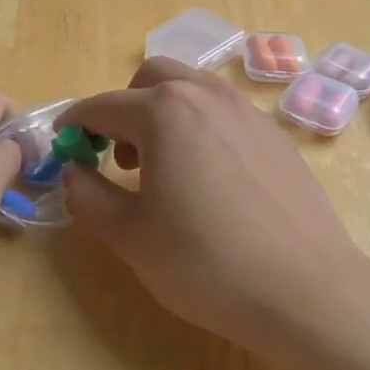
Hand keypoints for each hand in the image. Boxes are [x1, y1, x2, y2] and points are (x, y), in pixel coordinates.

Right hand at [57, 57, 369, 354]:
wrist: (306, 291)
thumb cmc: (206, 264)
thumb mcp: (130, 237)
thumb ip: (88, 196)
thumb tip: (73, 172)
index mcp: (165, 112)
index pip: (104, 105)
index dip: (76, 122)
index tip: (63, 142)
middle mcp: (207, 96)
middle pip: (152, 78)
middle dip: (124, 107)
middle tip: (119, 156)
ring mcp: (249, 112)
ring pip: (193, 89)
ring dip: (164, 112)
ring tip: (164, 167)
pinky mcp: (277, 135)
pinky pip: (225, 112)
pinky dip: (201, 126)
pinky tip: (209, 179)